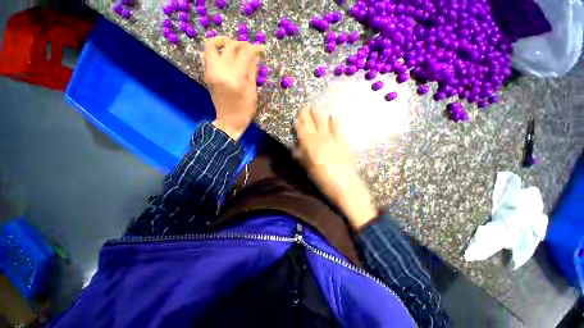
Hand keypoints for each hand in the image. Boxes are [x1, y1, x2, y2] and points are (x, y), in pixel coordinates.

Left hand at [203, 36, 264, 139]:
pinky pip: (207, 55)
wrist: (229, 121)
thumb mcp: (252, 92)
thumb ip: (252, 72)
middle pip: (230, 47)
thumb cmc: (245, 110)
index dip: (254, 49)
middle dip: (242, 44)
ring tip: (234, 46)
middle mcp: (220, 71)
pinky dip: (215, 50)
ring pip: (213, 45)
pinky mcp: (207, 74)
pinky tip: (224, 54)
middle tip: (250, 49)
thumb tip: (255, 56)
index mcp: (235, 78)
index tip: (261, 49)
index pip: (244, 54)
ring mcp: (210, 72)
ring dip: (224, 42)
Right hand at [295, 108, 377, 229]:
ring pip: (325, 122)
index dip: (300, 120)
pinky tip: (333, 116)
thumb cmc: (323, 179)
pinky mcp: (343, 142)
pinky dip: (334, 121)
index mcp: (311, 146)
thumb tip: (297, 145)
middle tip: (306, 106)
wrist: (345, 185)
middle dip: (309, 113)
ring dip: (320, 114)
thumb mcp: (308, 168)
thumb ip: (302, 154)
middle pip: (314, 122)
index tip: (298, 113)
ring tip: (317, 108)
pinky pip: (338, 128)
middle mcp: (321, 139)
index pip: (303, 129)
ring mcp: (334, 139)